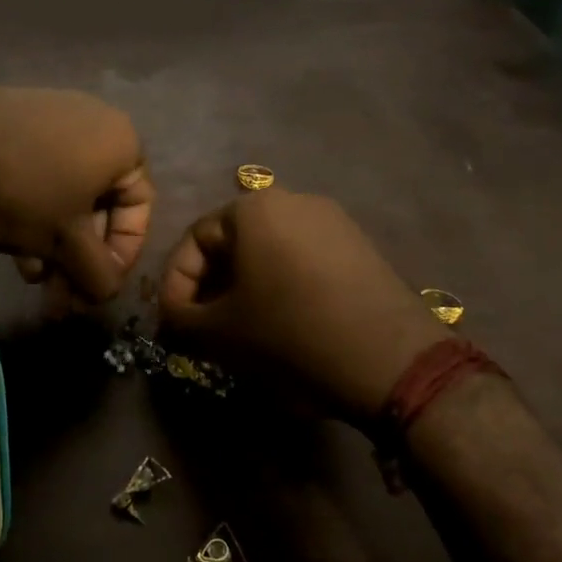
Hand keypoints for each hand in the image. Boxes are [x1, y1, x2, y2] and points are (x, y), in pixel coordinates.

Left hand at [0, 77, 151, 301]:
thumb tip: (107, 292)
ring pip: (66, 195)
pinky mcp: (17, 123)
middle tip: (63, 297)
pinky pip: (40, 176)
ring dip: (55, 243)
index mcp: (121, 143)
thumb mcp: (64, 240)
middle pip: (100, 204)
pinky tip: (14, 249)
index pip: (140, 208)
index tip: (97, 286)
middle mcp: (95, 123)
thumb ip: (97, 272)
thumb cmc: (21, 189)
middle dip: (81, 256)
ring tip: (33, 280)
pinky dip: (35, 214)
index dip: (122, 255)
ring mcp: (53, 119)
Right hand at [158, 190, 447, 421]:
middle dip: (210, 286)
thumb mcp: (219, 332)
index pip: (195, 240)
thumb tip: (172, 315)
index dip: (175, 284)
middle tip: (202, 326)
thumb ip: (180, 318)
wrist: (390, 361)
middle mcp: (293, 200)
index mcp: (253, 208)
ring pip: (268, 252)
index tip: (173, 321)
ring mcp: (333, 221)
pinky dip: (281, 285)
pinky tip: (282, 322)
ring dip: (244, 287)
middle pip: (233, 242)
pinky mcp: (359, 246)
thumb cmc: (289, 335)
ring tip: (240, 328)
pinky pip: (302, 259)